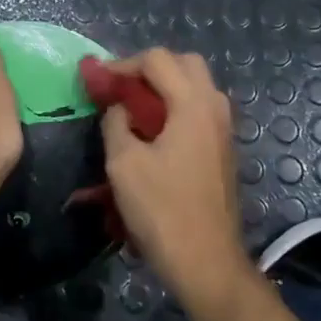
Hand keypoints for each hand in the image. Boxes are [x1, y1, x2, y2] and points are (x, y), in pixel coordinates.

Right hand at [99, 48, 249, 303]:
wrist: (205, 260)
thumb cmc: (161, 209)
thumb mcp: (123, 163)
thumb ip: (116, 123)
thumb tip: (118, 108)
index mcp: (192, 105)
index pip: (157, 60)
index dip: (122, 64)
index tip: (97, 82)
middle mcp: (214, 108)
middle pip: (184, 64)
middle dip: (149, 69)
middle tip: (120, 88)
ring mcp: (223, 130)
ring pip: (196, 87)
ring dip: (164, 88)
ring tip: (132, 109)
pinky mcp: (223, 150)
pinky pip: (199, 110)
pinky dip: (175, 108)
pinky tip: (152, 132)